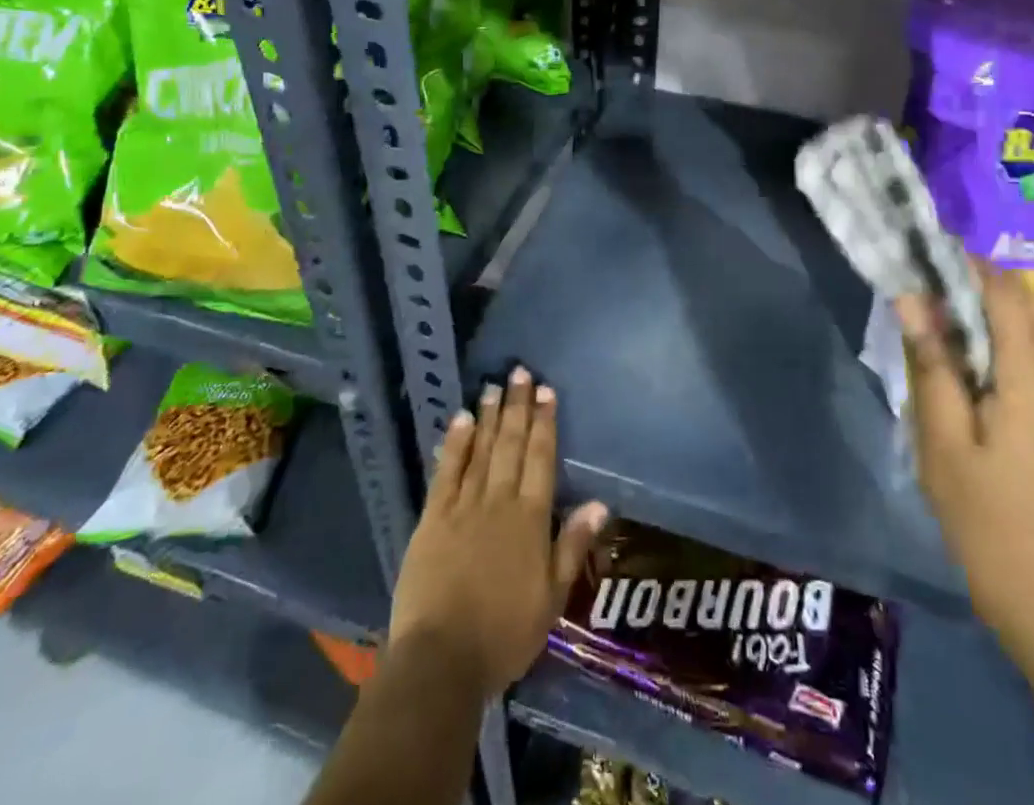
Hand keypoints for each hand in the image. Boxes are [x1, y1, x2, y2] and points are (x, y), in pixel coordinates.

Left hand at [388, 367, 608, 696]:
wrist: (441, 661)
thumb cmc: (504, 634)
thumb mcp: (552, 599)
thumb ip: (572, 546)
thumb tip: (600, 503)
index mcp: (530, 519)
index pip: (541, 458)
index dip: (544, 422)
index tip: (546, 391)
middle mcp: (499, 501)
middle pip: (510, 444)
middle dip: (517, 407)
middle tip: (519, 372)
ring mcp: (463, 507)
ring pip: (480, 450)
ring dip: (488, 416)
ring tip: (493, 386)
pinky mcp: (432, 519)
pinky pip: (446, 472)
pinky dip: (454, 444)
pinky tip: (459, 419)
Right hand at [896, 265, 1033, 671]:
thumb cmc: (991, 524)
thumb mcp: (943, 443)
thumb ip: (931, 364)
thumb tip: (913, 298)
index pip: (1006, 292)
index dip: (970, 260)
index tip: (931, 240)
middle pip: (1022, 313)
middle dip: (974, 291)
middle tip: (923, 284)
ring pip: (1033, 342)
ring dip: (989, 326)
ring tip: (940, 326)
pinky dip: (1006, 357)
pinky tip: (974, 376)